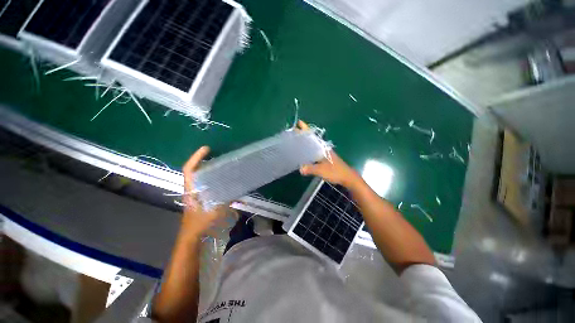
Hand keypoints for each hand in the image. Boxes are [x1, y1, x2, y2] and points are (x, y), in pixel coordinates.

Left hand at [180, 146, 227, 238]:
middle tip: (217, 154)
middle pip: (194, 170)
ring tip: (222, 163)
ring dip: (208, 168)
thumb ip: (225, 203)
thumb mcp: (213, 213)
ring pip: (200, 176)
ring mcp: (195, 193)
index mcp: (191, 190)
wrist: (191, 237)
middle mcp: (192, 189)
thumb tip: (238, 194)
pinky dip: (212, 178)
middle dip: (203, 160)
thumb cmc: (198, 225)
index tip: (206, 148)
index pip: (189, 170)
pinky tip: (223, 179)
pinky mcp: (200, 197)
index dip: (196, 157)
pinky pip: (205, 183)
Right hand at [297, 120, 360, 188]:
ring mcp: (324, 154)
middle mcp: (323, 149)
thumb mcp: (322, 170)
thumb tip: (300, 168)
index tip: (299, 123)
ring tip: (296, 142)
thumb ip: (311, 169)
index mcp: (323, 148)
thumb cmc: (336, 171)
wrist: (347, 177)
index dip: (306, 129)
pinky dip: (308, 152)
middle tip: (293, 133)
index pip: (313, 136)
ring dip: (305, 144)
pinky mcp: (324, 160)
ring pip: (312, 147)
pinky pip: (314, 153)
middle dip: (303, 135)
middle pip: (311, 140)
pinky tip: (303, 156)